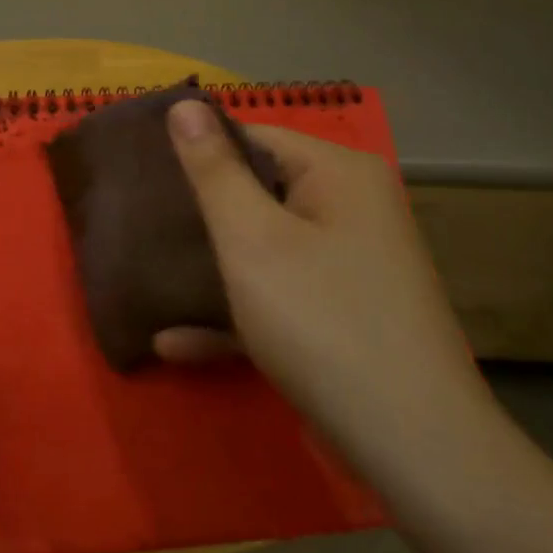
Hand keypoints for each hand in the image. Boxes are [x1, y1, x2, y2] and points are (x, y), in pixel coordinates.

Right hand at [160, 100, 488, 479]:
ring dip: (210, 267)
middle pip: (259, 191)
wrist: (414, 449)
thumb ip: (212, 169)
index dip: (196, 152)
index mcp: (338, 174)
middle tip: (137, 224)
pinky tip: (176, 341)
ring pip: (265, 247)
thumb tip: (183, 103)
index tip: (141, 175)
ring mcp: (351, 264)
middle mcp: (352, 208)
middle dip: (198, 213)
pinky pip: (281, 295)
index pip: (253, 137)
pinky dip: (237, 312)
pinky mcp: (344, 314)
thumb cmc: (321, 321)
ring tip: (148, 273)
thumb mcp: (251, 239)